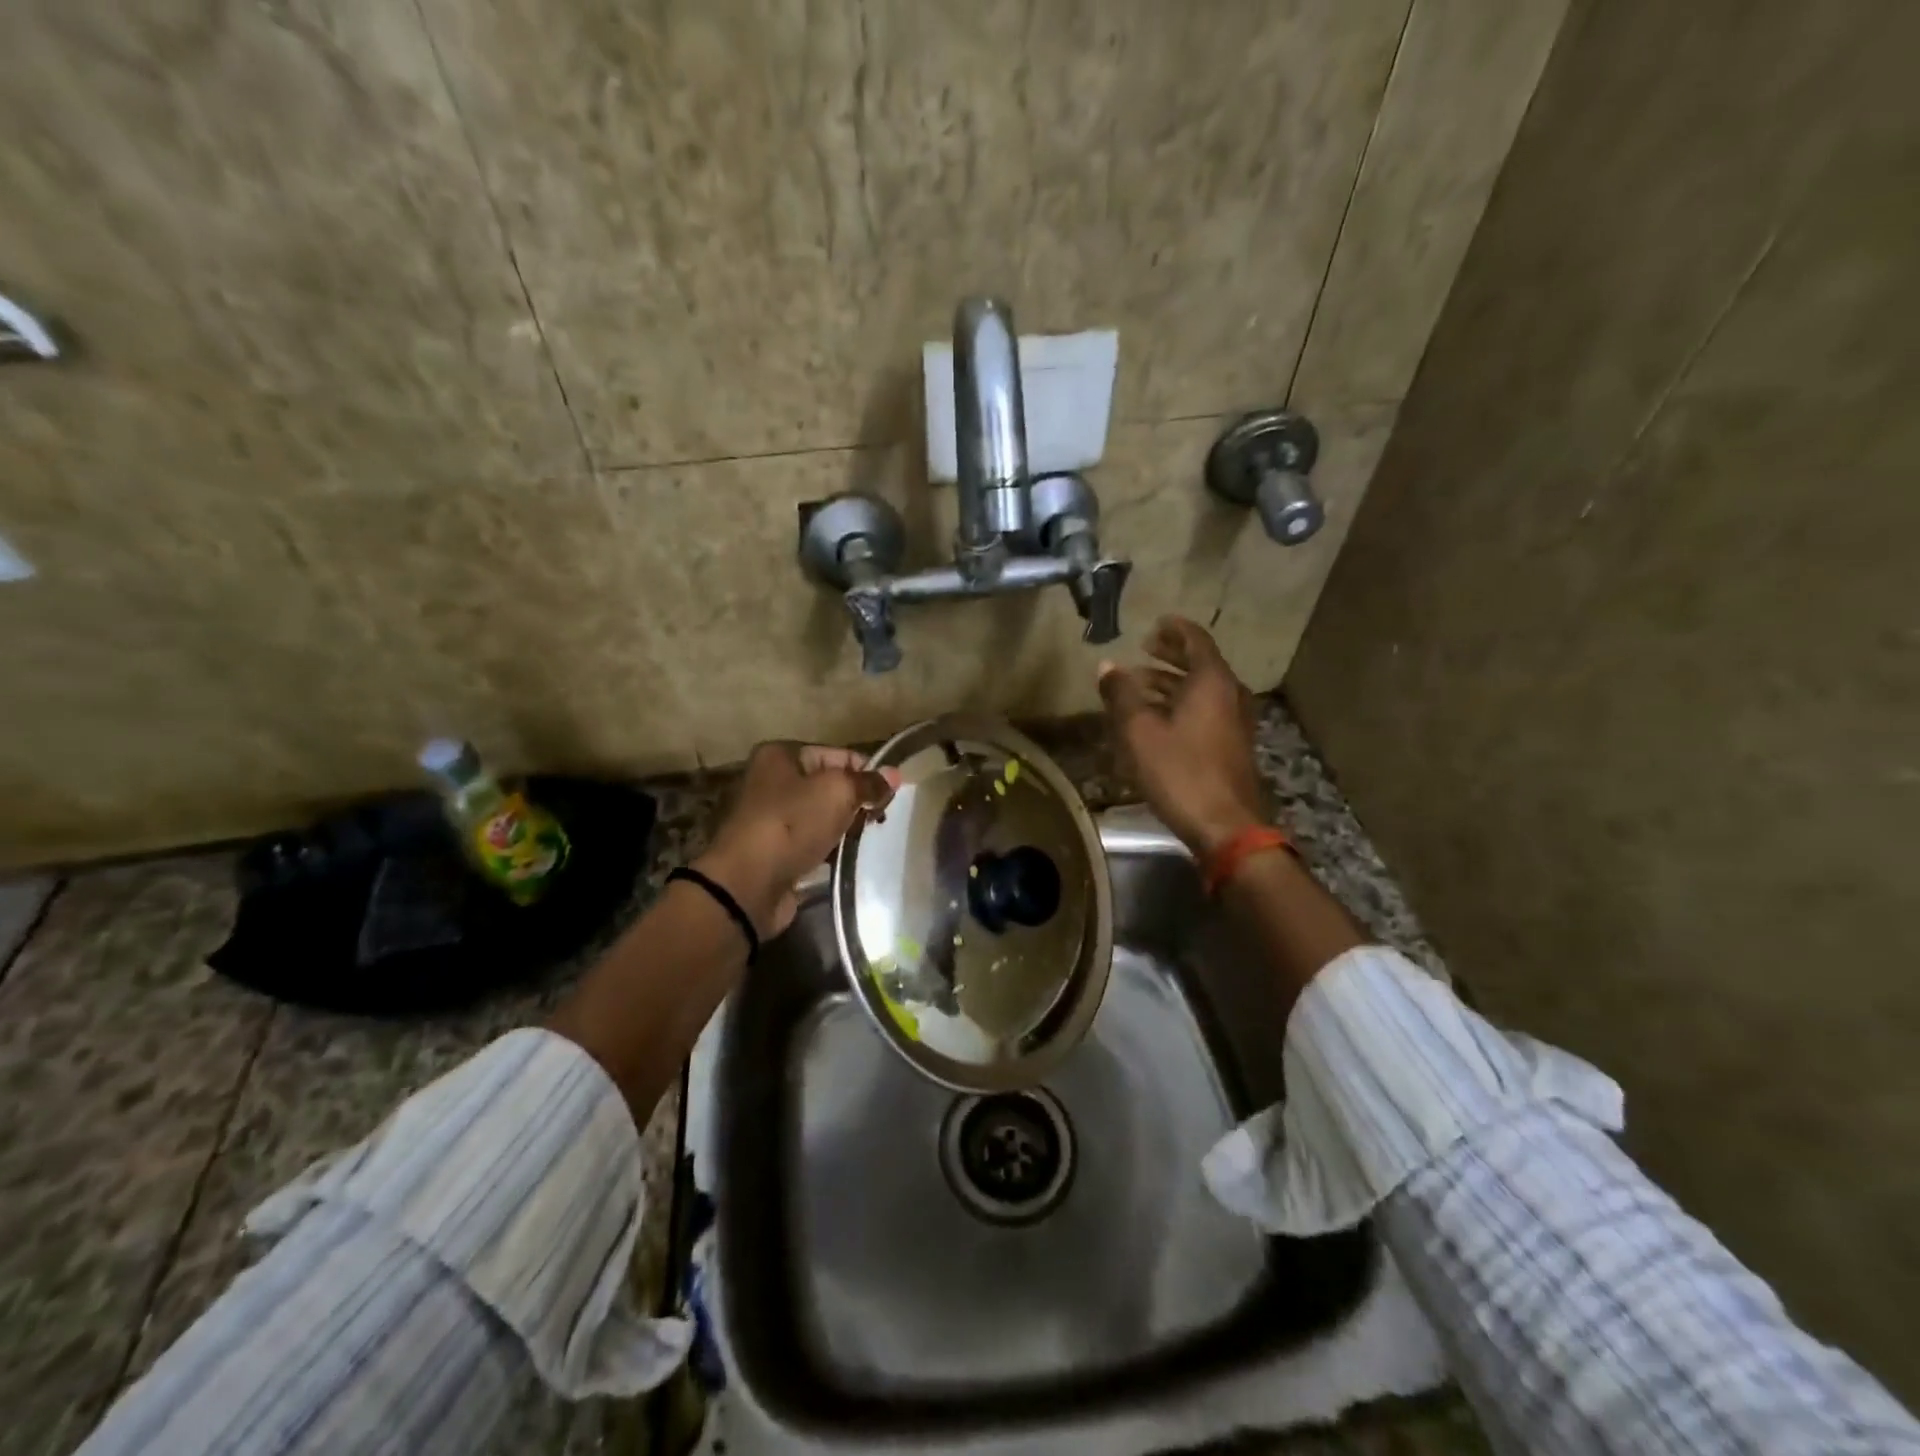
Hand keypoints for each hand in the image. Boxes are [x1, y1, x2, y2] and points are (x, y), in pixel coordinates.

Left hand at [695, 742, 899, 936]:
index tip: (889, 794)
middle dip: (855, 800)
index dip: (866, 771)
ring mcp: (769, 818)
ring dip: (843, 827)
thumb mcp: (837, 793)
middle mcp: (770, 781)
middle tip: (878, 819)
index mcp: (780, 756)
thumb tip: (894, 775)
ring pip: (820, 816)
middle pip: (827, 785)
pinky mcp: (773, 851)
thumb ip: (868, 782)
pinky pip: (810, 842)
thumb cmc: (791, 824)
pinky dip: (828, 849)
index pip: (836, 754)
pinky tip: (845, 857)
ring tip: (866, 839)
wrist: (747, 884)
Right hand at [1098, 616, 1266, 857]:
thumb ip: (1122, 694)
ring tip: (1140, 685)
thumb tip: (1106, 666)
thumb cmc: (1180, 772)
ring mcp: (1235, 722)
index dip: (1174, 629)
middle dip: (1172, 654)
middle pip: (1201, 663)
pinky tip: (1157, 719)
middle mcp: (1230, 695)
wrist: (1225, 826)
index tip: (1155, 623)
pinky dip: (1182, 704)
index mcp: (1211, 682)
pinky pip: (1205, 711)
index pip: (1196, 640)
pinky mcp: (1231, 746)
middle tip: (1146, 648)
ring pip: (1202, 690)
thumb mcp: (1140, 731)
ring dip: (1172, 682)